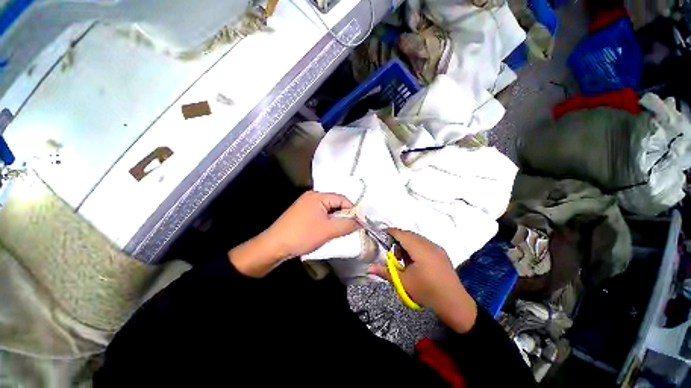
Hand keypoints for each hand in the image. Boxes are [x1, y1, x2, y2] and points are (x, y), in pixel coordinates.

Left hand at [229, 191, 358, 277]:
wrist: (274, 246)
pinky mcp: (302, 214)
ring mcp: (306, 205)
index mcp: (318, 196)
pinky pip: (320, 215)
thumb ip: (347, 224)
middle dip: (343, 216)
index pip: (342, 199)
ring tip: (339, 232)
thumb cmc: (302, 235)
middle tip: (349, 229)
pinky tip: (327, 232)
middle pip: (335, 204)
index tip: (359, 224)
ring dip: (335, 220)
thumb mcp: (328, 230)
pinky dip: (327, 222)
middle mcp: (312, 197)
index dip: (352, 211)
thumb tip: (361, 222)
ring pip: (328, 211)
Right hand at [368, 229, 477, 332]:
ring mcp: (437, 248)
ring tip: (402, 257)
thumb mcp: (404, 282)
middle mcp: (429, 245)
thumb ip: (386, 272)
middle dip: (398, 238)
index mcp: (420, 250)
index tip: (381, 234)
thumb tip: (368, 269)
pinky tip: (414, 260)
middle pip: (410, 235)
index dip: (391, 232)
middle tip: (391, 250)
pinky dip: (416, 246)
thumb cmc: (427, 291)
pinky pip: (425, 243)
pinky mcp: (441, 253)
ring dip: (407, 243)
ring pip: (418, 238)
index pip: (402, 234)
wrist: (454, 303)